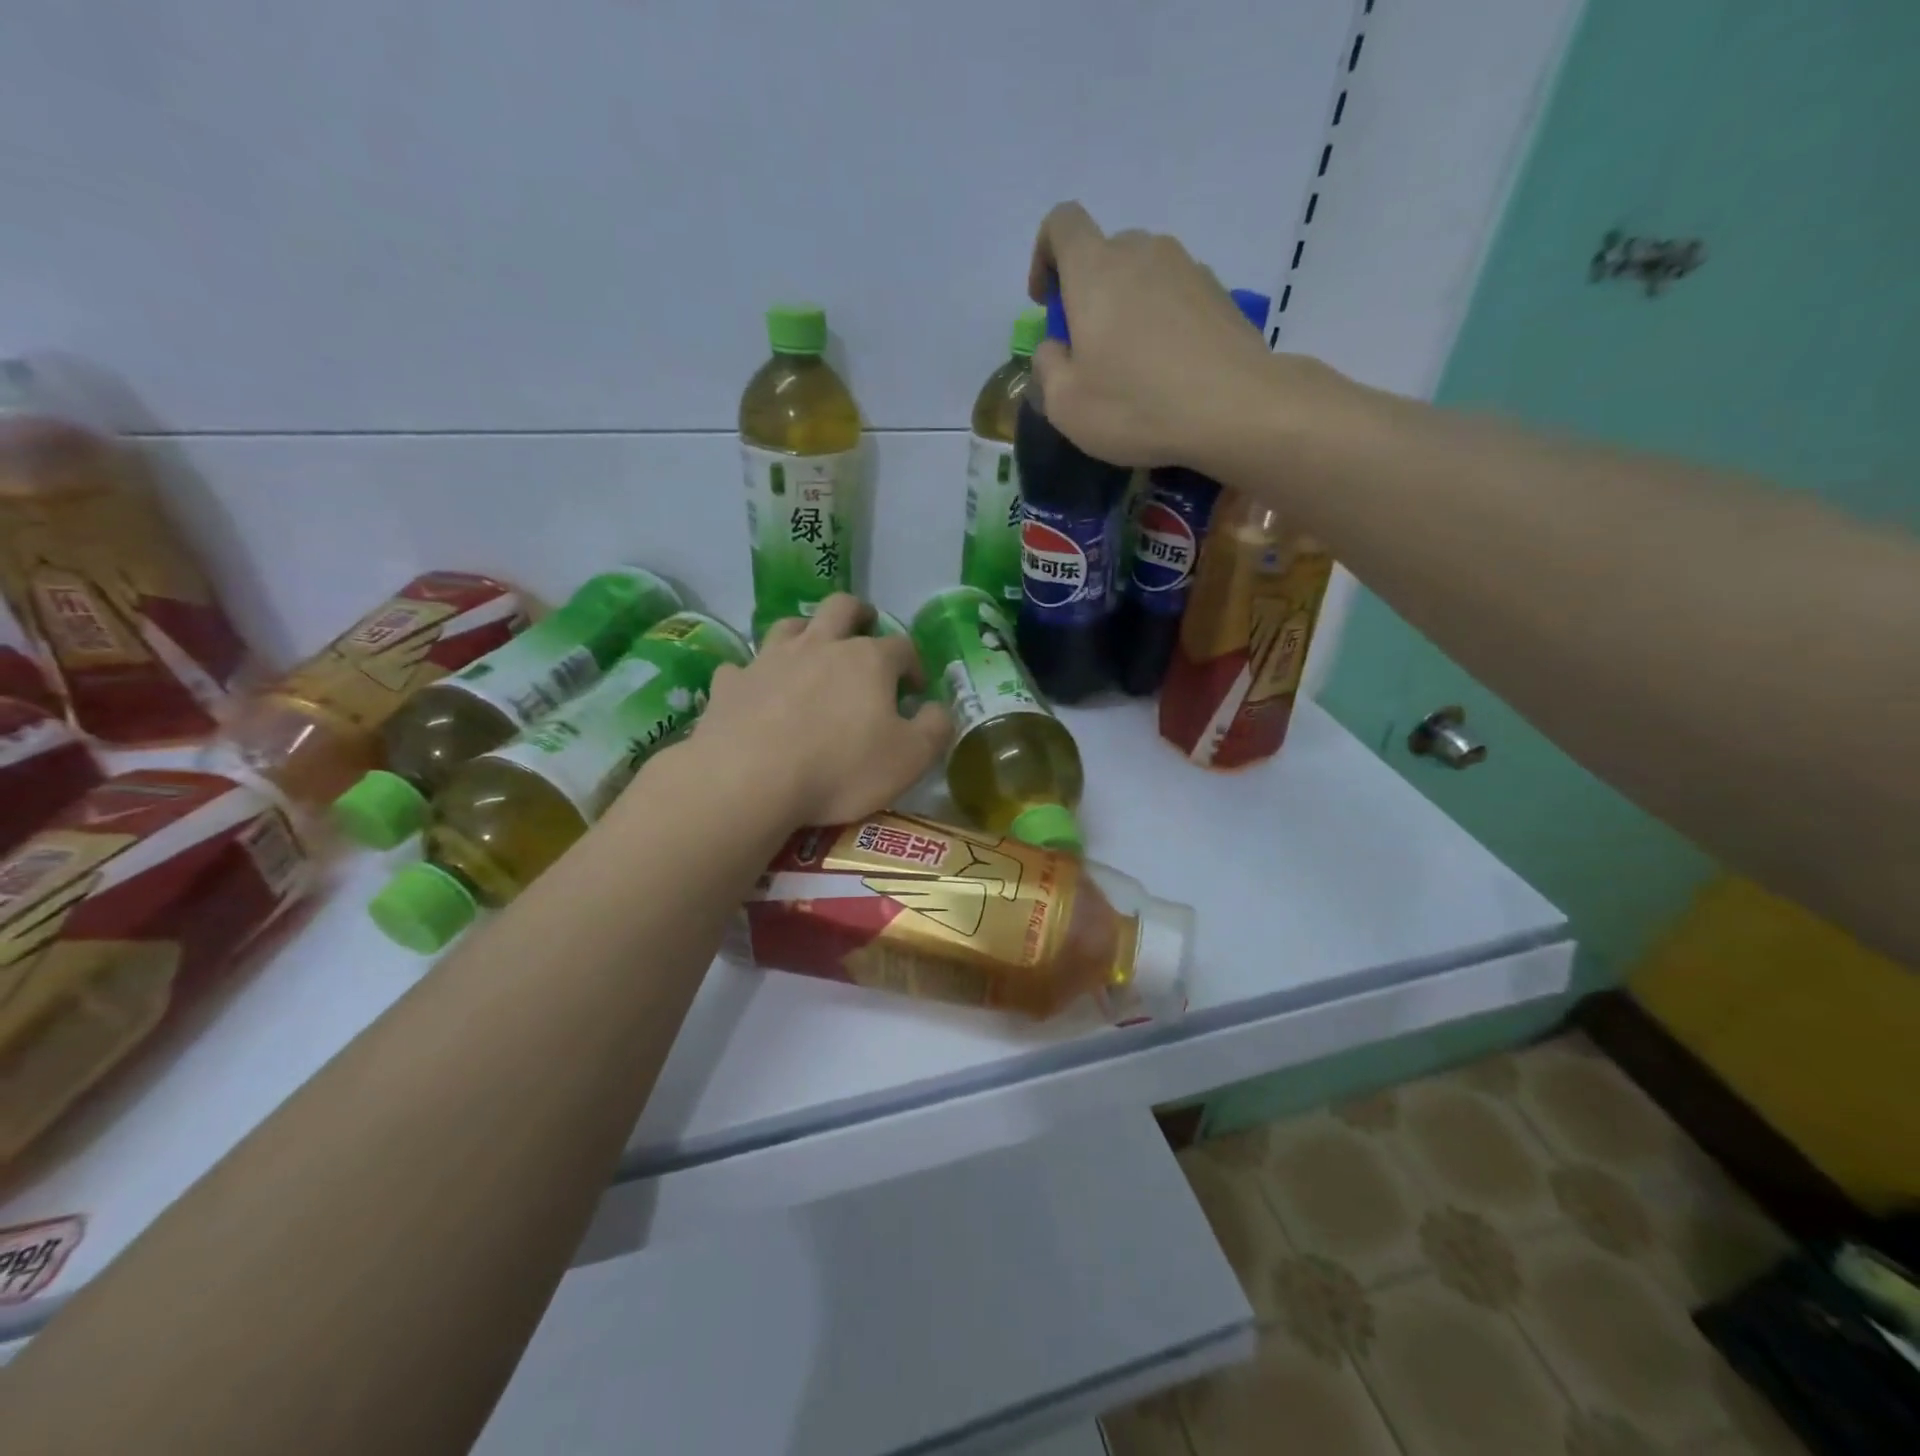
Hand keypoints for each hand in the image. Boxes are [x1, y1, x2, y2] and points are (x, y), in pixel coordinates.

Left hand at [687, 595, 952, 827]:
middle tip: (866, 629)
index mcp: (868, 660)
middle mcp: (820, 646)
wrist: (750, 779)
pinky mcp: (732, 683)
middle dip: (859, 614)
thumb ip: (934, 728)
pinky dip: (755, 675)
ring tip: (812, 650)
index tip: (915, 689)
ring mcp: (770, 659)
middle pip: (841, 609)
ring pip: (790, 626)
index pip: (902, 646)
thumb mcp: (910, 758)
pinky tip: (757, 692)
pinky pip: (744, 667)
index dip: (913, 665)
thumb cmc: (840, 768)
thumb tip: (937, 709)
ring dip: (806, 632)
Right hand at [1026, 201, 1292, 469]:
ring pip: (1142, 276)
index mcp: (1095, 270)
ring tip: (1132, 367)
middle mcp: (1143, 252)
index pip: (1062, 224)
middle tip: (1089, 352)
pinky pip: (1175, 298)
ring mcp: (1187, 268)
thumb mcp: (1066, 404)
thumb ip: (1047, 367)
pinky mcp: (1219, 293)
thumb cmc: (1136, 405)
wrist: (1235, 409)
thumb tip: (1055, 348)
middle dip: (1088, 294)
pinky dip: (1162, 324)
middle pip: (1104, 254)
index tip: (1047, 304)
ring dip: (1127, 310)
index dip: (1045, 256)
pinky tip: (1167, 372)